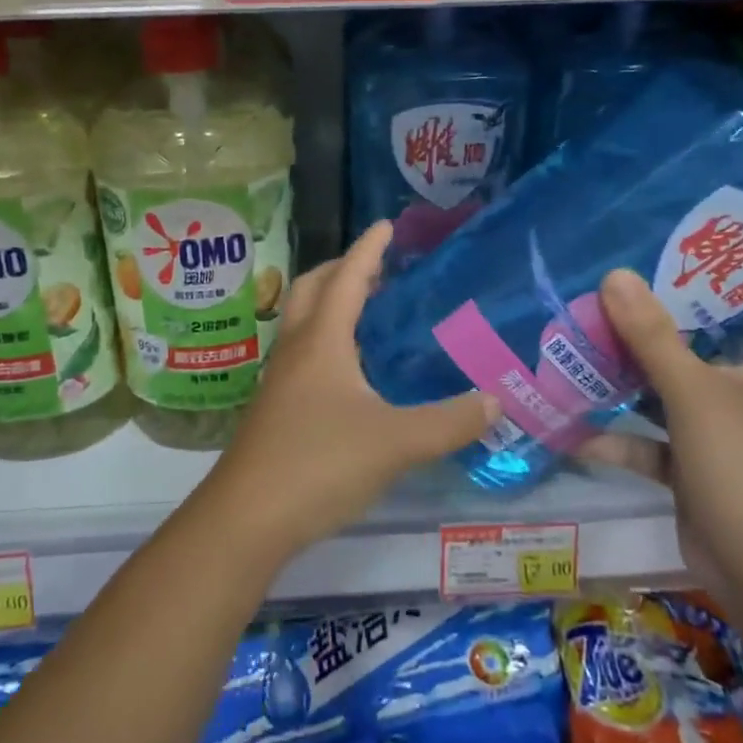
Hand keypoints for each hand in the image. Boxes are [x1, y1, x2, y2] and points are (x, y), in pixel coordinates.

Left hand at [201, 222, 499, 559]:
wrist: (247, 518)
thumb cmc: (319, 463)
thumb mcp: (396, 442)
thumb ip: (449, 422)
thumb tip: (495, 401)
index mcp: (322, 341)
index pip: (347, 278)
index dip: (368, 249)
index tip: (387, 224)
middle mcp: (296, 349)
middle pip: (313, 289)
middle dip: (342, 268)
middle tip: (378, 267)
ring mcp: (281, 379)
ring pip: (303, 322)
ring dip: (331, 304)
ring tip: (368, 311)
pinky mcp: (276, 408)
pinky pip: (303, 354)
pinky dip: (327, 340)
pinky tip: (351, 371)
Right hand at [586, 270, 742, 602]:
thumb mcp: (694, 394)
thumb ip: (653, 337)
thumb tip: (615, 274)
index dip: (728, 282)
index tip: (679, 254)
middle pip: (697, 348)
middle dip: (654, 326)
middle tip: (605, 295)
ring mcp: (714, 435)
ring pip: (665, 395)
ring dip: (626, 380)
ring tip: (577, 348)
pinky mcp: (690, 471)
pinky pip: (649, 444)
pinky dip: (617, 438)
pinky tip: (572, 429)